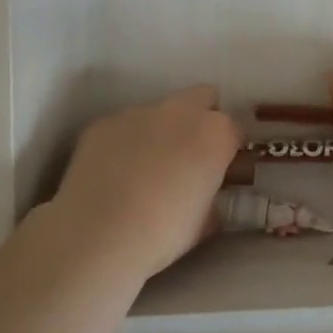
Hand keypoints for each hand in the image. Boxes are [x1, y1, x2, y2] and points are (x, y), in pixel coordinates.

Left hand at [43, 85, 240, 278]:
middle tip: (190, 154)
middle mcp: (180, 112)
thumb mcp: (205, 222)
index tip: (222, 168)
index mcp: (215, 133)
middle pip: (202, 97)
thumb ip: (213, 199)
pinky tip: (113, 174)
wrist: (97, 235)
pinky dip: (125, 143)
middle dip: (201, 118)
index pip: (235, 128)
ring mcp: (138, 112)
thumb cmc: (163, 232)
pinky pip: (123, 126)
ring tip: (144, 170)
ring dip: (160, 131)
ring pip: (160, 112)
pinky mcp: (103, 122)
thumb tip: (209, 198)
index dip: (230, 148)